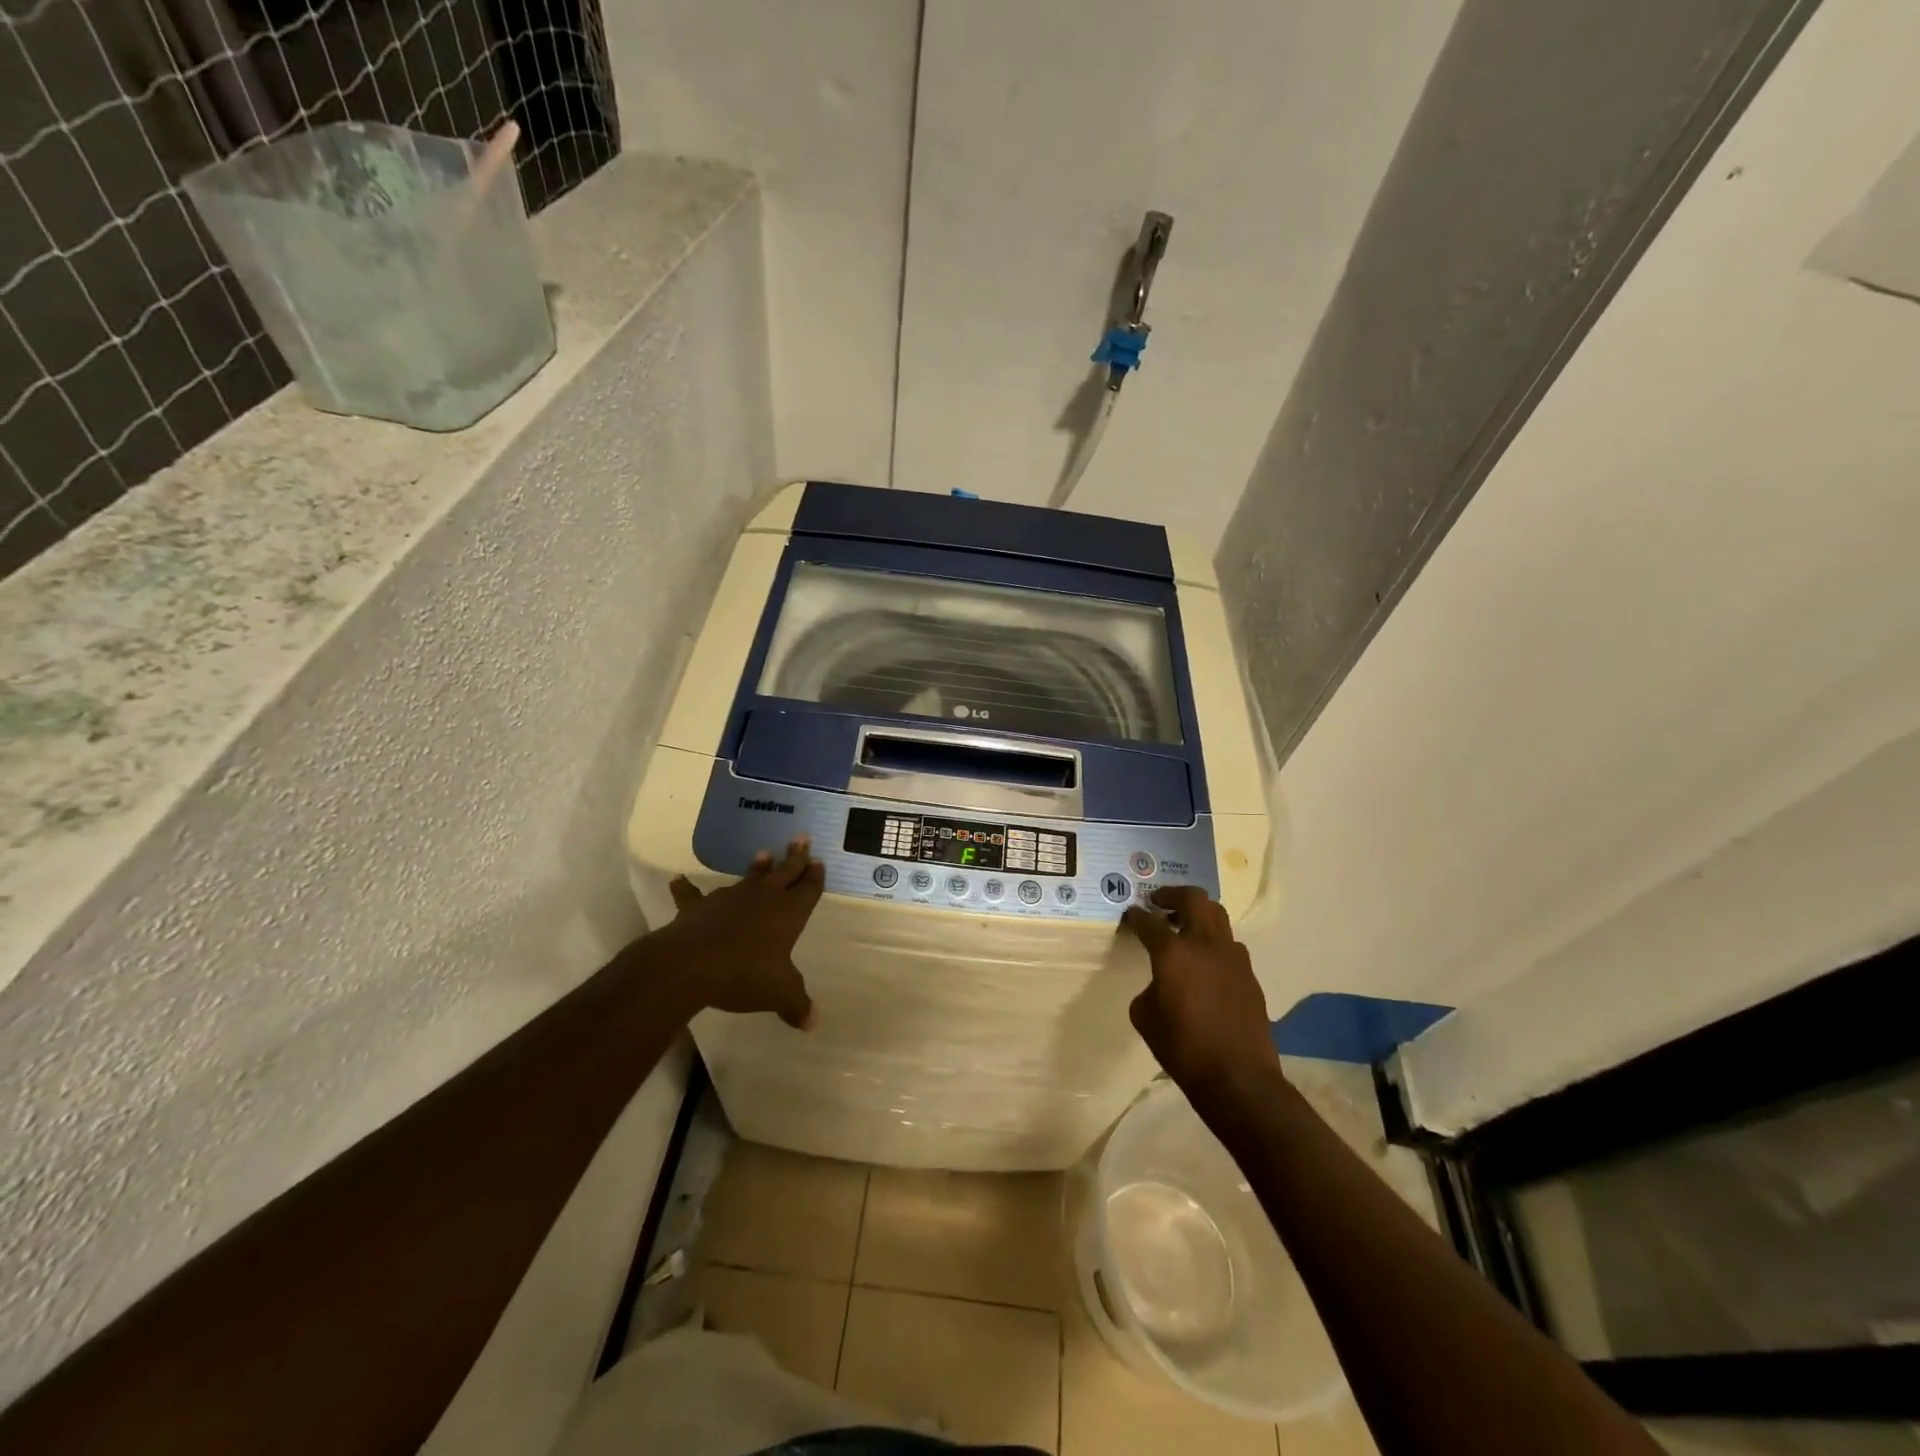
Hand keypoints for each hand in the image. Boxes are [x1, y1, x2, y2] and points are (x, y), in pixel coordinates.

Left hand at [651, 836, 823, 1028]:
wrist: (692, 965)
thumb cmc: (745, 975)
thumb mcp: (779, 993)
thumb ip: (796, 1005)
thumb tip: (813, 1023)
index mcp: (789, 913)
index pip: (808, 890)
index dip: (815, 877)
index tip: (819, 862)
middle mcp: (764, 898)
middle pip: (785, 872)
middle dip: (795, 856)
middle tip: (802, 837)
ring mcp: (730, 898)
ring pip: (749, 878)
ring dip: (758, 867)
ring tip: (764, 853)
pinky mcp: (700, 907)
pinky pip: (692, 896)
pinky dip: (685, 889)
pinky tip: (677, 881)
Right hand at [1122, 886, 1279, 1104]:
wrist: (1238, 1078)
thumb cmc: (1182, 1047)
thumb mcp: (1145, 1017)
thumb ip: (1149, 988)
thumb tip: (1160, 983)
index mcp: (1174, 952)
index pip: (1150, 921)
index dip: (1137, 915)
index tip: (1131, 914)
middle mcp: (1205, 945)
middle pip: (1194, 899)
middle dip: (1173, 895)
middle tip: (1159, 902)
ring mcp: (1233, 957)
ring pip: (1217, 917)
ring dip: (1198, 915)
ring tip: (1184, 929)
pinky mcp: (1249, 975)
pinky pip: (1229, 945)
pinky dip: (1213, 943)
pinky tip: (1205, 964)